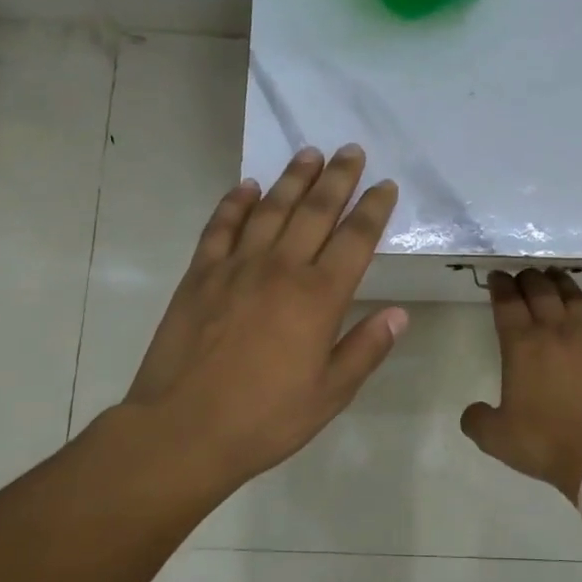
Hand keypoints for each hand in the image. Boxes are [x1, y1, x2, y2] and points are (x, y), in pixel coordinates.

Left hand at [119, 145, 406, 494]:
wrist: (182, 431)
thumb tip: (399, 314)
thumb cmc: (264, 419)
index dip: (373, 209)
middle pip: (315, 211)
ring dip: (292, 178)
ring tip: (310, 153)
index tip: (385, 185)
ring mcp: (235, 267)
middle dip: (338, 178)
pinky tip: (246, 186)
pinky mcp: (199, 275)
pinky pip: (220, 227)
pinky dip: (235, 203)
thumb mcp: (329, 395)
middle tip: (352, 150)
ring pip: (270, 209)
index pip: (355, 239)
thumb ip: (365, 349)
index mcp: (318, 298)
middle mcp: (280, 269)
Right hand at [460, 269, 581, 497]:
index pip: (507, 303)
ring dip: (561, 283)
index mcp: (522, 345)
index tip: (497, 276)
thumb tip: (473, 411)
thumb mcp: (496, 438)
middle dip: (529, 278)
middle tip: (524, 275)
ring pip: (574, 296)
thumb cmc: (546, 442)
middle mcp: (556, 331)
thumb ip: (477, 420)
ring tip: (555, 278)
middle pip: (541, 290)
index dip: (500, 285)